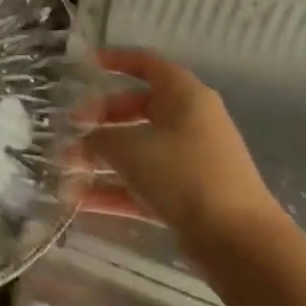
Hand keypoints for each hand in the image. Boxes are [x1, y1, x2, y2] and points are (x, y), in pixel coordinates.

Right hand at [76, 49, 280, 252]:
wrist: (240, 245)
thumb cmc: (185, 174)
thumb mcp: (130, 148)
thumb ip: (99, 139)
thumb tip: (83, 143)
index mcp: (185, 97)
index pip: (147, 65)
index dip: (115, 61)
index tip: (85, 64)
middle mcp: (190, 124)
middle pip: (137, 110)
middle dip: (101, 120)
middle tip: (72, 127)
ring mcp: (190, 163)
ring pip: (138, 152)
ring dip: (101, 160)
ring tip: (65, 169)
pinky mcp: (188, 199)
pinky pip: (143, 186)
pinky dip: (115, 191)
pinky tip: (80, 202)